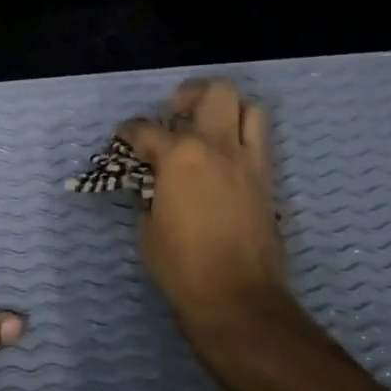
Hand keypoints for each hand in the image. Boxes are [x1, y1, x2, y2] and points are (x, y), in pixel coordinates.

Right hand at [119, 79, 293, 347]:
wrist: (236, 297)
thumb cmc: (181, 266)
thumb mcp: (148, 227)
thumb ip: (151, 194)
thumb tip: (155, 184)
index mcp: (180, 157)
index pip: (147, 129)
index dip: (129, 131)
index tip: (123, 138)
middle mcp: (218, 147)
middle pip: (215, 94)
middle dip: (190, 94)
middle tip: (174, 110)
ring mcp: (249, 162)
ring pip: (249, 109)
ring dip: (226, 110)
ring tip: (207, 126)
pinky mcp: (267, 181)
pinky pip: (259, 142)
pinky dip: (241, 138)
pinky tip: (223, 158)